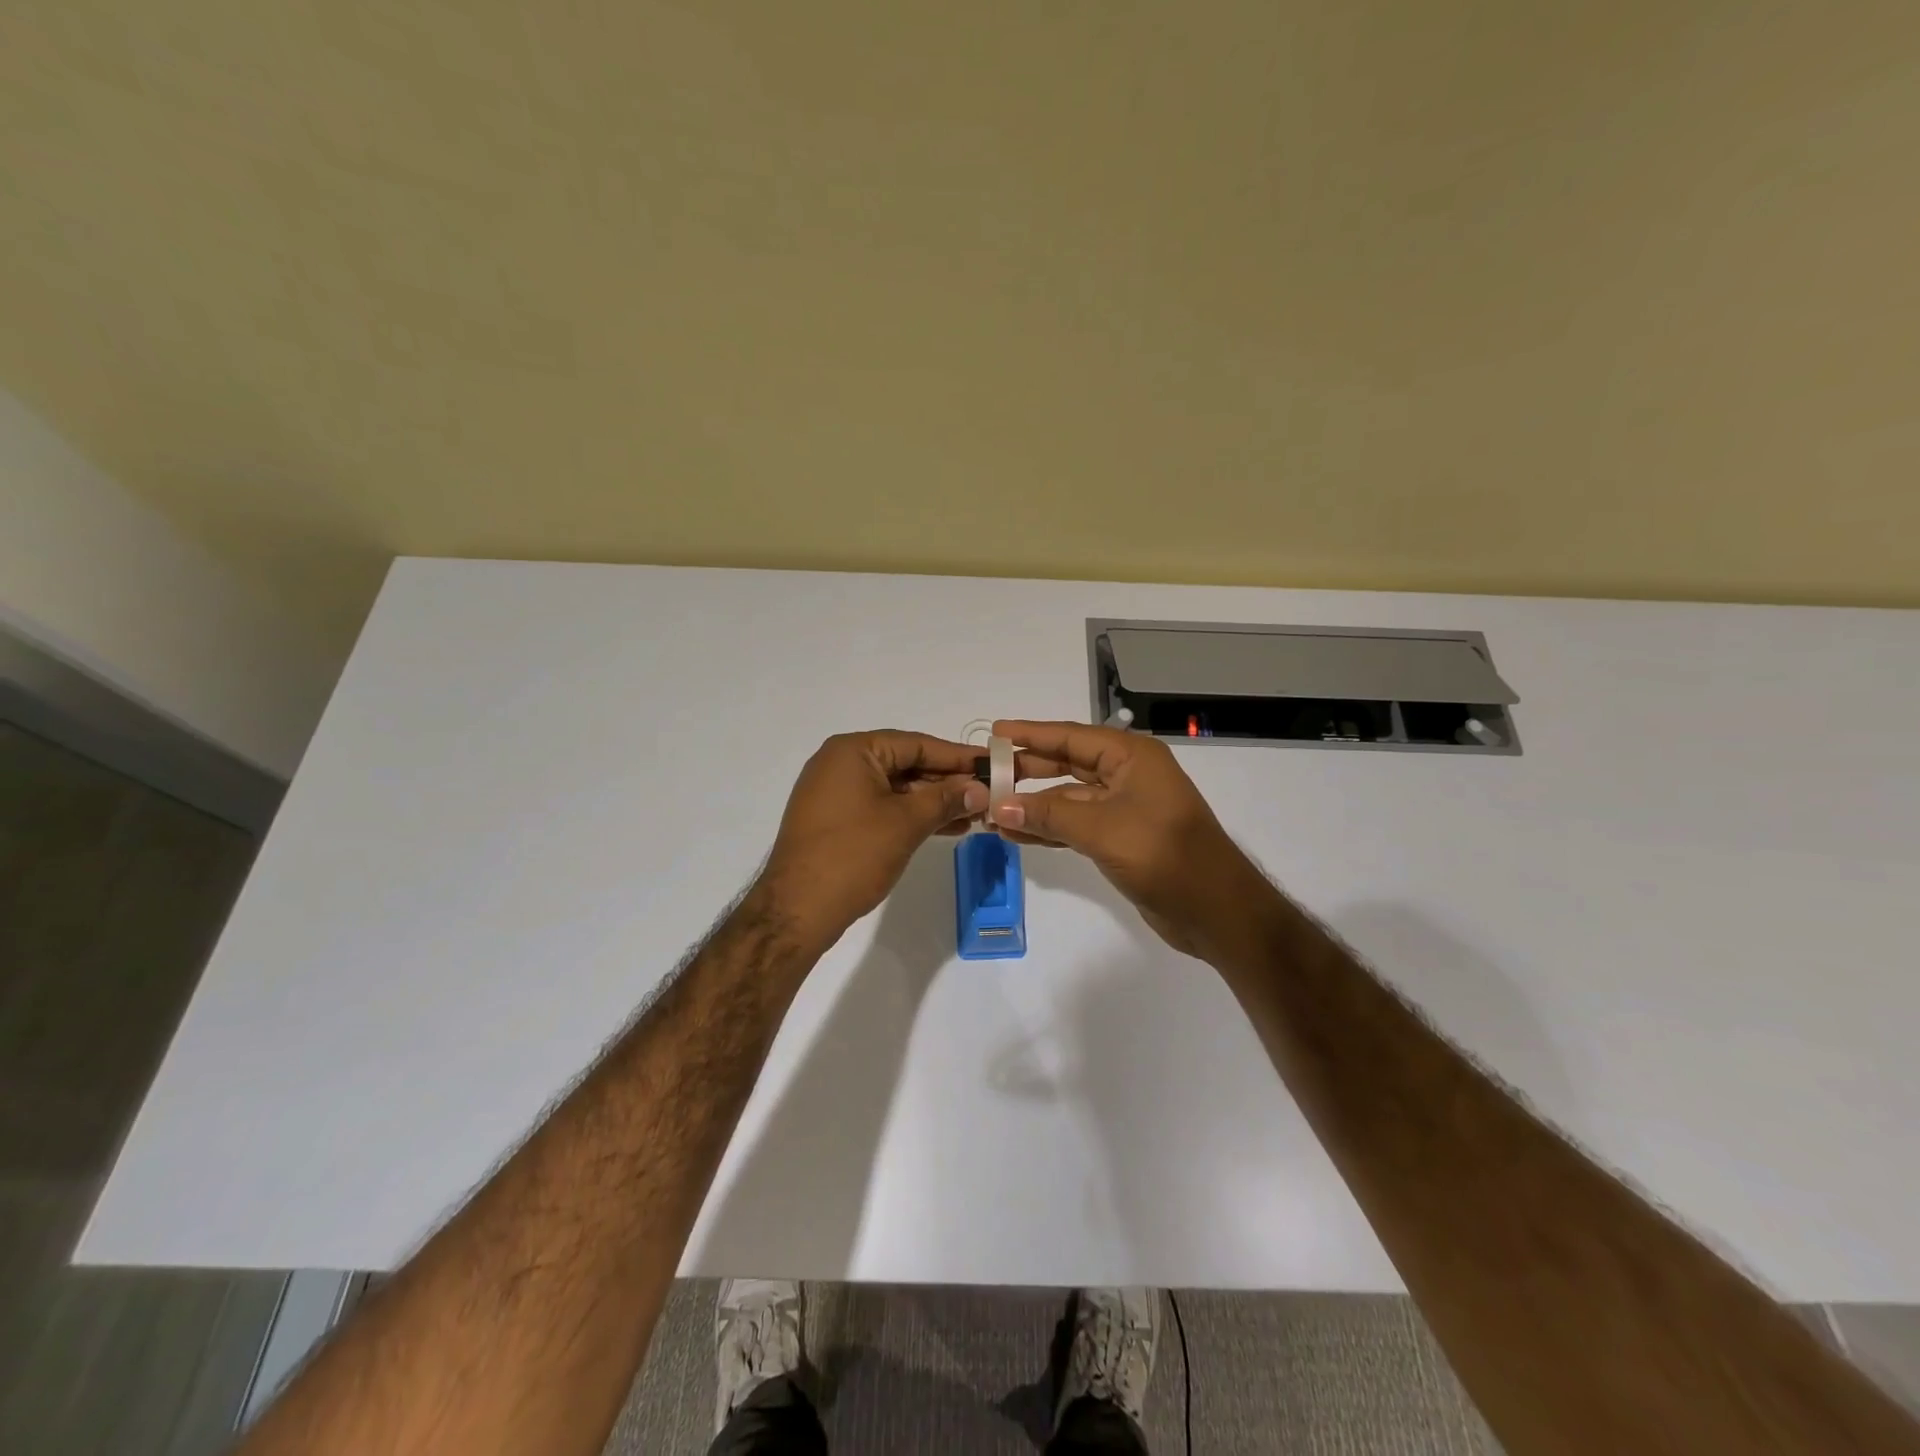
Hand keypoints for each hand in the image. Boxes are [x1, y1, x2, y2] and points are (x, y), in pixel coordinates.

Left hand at [755, 730, 987, 950]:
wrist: (797, 910)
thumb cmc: (853, 855)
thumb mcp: (907, 823)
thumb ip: (946, 799)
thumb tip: (980, 789)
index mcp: (853, 751)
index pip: (916, 743)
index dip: (957, 756)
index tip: (992, 765)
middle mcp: (840, 763)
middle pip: (906, 764)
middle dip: (947, 782)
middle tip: (988, 794)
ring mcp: (835, 792)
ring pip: (895, 788)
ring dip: (933, 801)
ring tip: (974, 815)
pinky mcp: (835, 819)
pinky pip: (881, 806)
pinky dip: (910, 814)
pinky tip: (944, 827)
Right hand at [991, 719, 1265, 957]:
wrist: (1216, 910)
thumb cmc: (1164, 855)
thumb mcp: (1101, 829)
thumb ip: (1048, 815)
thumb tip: (996, 806)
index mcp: (1131, 757)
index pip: (1071, 736)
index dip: (1031, 734)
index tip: (994, 732)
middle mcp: (1127, 775)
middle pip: (1067, 764)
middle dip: (1027, 770)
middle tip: (985, 774)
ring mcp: (1124, 808)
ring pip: (1068, 798)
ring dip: (1032, 805)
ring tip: (990, 810)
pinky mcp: (1121, 838)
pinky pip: (1075, 824)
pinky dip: (1048, 828)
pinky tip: (1016, 835)